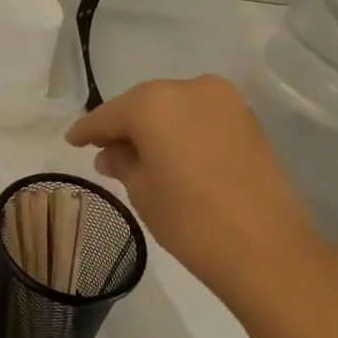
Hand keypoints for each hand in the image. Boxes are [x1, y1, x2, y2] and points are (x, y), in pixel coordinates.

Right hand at [65, 76, 337, 311]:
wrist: (266, 249)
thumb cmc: (189, 219)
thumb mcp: (141, 190)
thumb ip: (122, 162)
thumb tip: (111, 152)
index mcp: (153, 103)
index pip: (109, 114)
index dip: (87, 130)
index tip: (71, 141)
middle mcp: (189, 88)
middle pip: (143, 104)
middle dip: (124, 125)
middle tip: (104, 149)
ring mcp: (225, 101)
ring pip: (174, 107)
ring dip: (155, 127)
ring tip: (140, 154)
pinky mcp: (248, 120)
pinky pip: (200, 117)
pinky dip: (182, 130)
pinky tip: (173, 153)